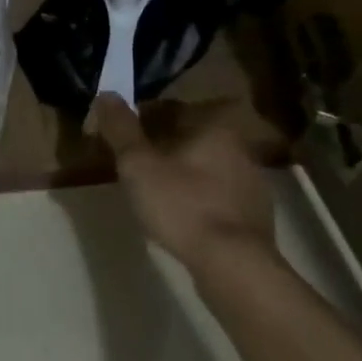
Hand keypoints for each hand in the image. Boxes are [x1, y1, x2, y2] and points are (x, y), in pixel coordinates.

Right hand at [91, 96, 277, 277]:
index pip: (170, 109)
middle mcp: (239, 147)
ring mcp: (252, 184)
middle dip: (161, 146)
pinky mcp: (255, 217)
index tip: (121, 138)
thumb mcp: (138, 164)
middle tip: (134, 164)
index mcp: (214, 126)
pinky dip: (197, 199)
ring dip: (181, 173)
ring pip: (205, 167)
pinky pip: (217, 196)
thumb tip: (106, 94)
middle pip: (189, 137)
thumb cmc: (182, 205)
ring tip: (153, 192)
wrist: (234, 266)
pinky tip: (181, 217)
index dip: (140, 119)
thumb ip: (121, 128)